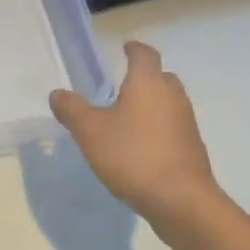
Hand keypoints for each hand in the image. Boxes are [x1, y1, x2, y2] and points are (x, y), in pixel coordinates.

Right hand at [50, 41, 226, 236]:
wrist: (181, 201)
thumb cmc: (133, 156)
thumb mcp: (90, 132)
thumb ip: (72, 109)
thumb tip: (58, 93)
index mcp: (148, 83)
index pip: (144, 54)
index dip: (133, 49)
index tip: (124, 48)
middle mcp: (172, 96)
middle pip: (160, 77)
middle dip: (143, 77)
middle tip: (121, 86)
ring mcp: (186, 123)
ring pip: (168, 103)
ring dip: (151, 105)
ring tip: (126, 118)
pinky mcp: (192, 148)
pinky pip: (172, 127)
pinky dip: (158, 128)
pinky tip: (140, 147)